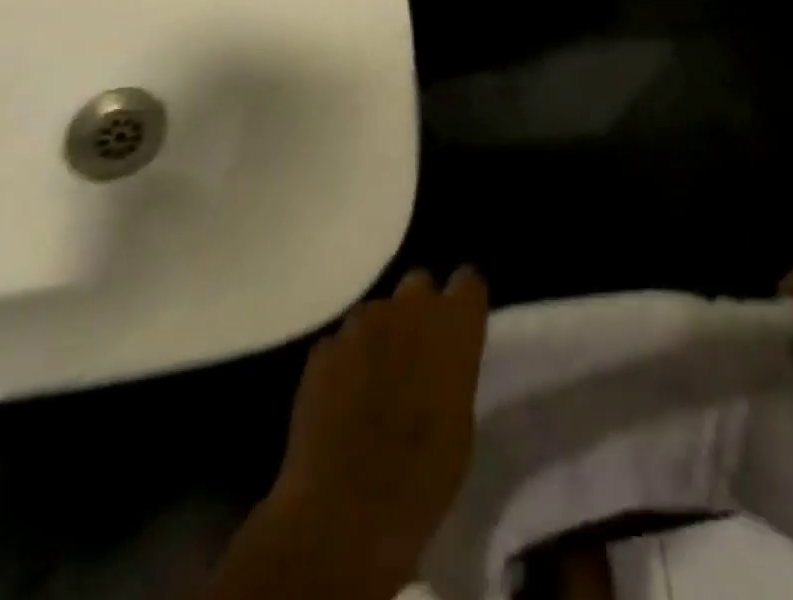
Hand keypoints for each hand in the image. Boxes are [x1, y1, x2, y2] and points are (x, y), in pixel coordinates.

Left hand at [265, 267, 489, 593]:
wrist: (346, 511)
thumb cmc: (422, 477)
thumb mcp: (460, 422)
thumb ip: (453, 371)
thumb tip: (440, 364)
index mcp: (454, 324)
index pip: (468, 281)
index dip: (462, 300)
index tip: (459, 323)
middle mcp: (410, 306)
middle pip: (418, 285)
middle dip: (417, 310)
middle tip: (414, 353)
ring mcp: (362, 321)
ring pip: (375, 314)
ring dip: (378, 337)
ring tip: (372, 383)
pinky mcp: (323, 346)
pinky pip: (341, 344)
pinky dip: (344, 363)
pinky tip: (340, 401)